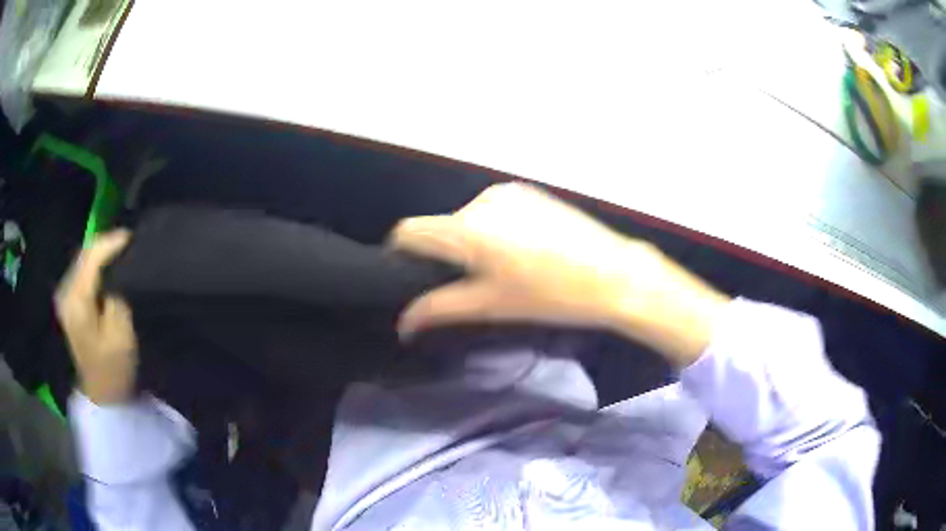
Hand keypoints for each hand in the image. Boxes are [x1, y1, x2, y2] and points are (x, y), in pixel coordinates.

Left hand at [55, 230, 136, 404]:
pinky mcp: (69, 302)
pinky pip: (81, 272)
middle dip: (105, 244)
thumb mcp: (121, 332)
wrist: (101, 394)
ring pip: (82, 260)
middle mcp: (66, 292)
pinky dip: (95, 266)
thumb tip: (118, 270)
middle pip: (84, 254)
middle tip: (128, 242)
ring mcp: (65, 297)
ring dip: (100, 254)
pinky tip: (106, 267)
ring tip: (120, 251)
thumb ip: (117, 294)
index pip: (91, 257)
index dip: (111, 242)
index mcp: (76, 300)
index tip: (132, 236)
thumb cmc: (113, 368)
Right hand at [391, 184, 729, 366]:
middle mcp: (480, 202)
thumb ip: (439, 308)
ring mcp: (507, 193)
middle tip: (472, 284)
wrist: (613, 273)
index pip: (409, 231)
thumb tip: (403, 323)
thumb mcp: (490, 306)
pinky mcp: (528, 192)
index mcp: (466, 229)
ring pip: (467, 219)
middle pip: (440, 227)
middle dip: (444, 254)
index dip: (402, 253)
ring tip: (503, 269)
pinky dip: (493, 230)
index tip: (410, 275)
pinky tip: (521, 251)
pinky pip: (492, 211)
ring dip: (471, 242)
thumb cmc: (550, 295)